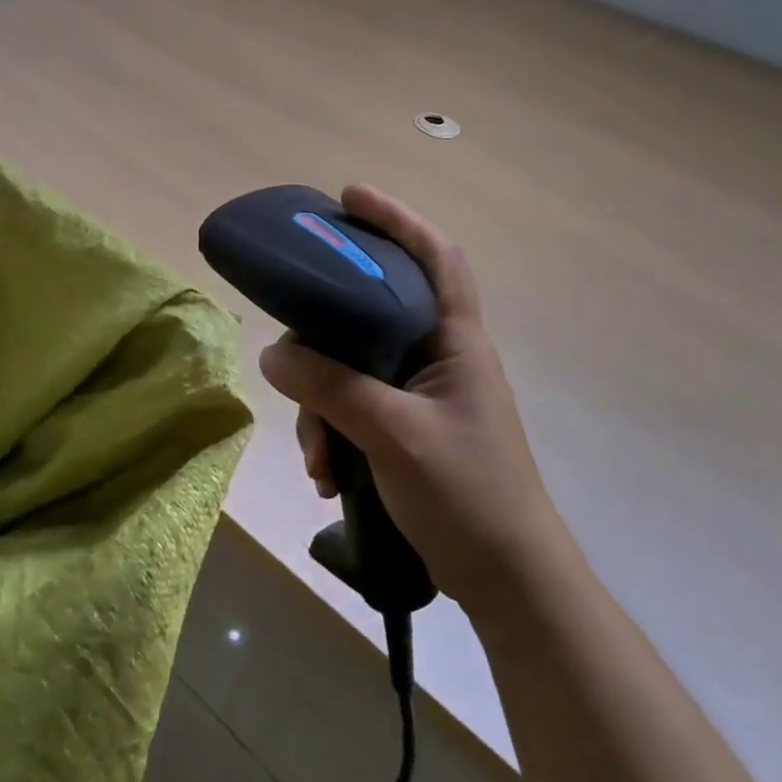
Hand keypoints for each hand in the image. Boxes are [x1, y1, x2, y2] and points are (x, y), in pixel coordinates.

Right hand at [258, 184, 566, 612]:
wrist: (509, 584)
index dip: (396, 219)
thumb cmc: (468, 495)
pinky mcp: (405, 429)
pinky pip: (353, 409)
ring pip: (351, 370)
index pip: (435, 257)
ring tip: (318, 460)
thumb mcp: (392, 434)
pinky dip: (334, 435)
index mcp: (454, 341)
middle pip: (370, 315)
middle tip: (291, 357)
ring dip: (322, 409)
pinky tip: (327, 476)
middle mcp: (437, 357)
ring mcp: (420, 395)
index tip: (348, 197)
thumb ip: (331, 388)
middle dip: (324, 343)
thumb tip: (273, 354)